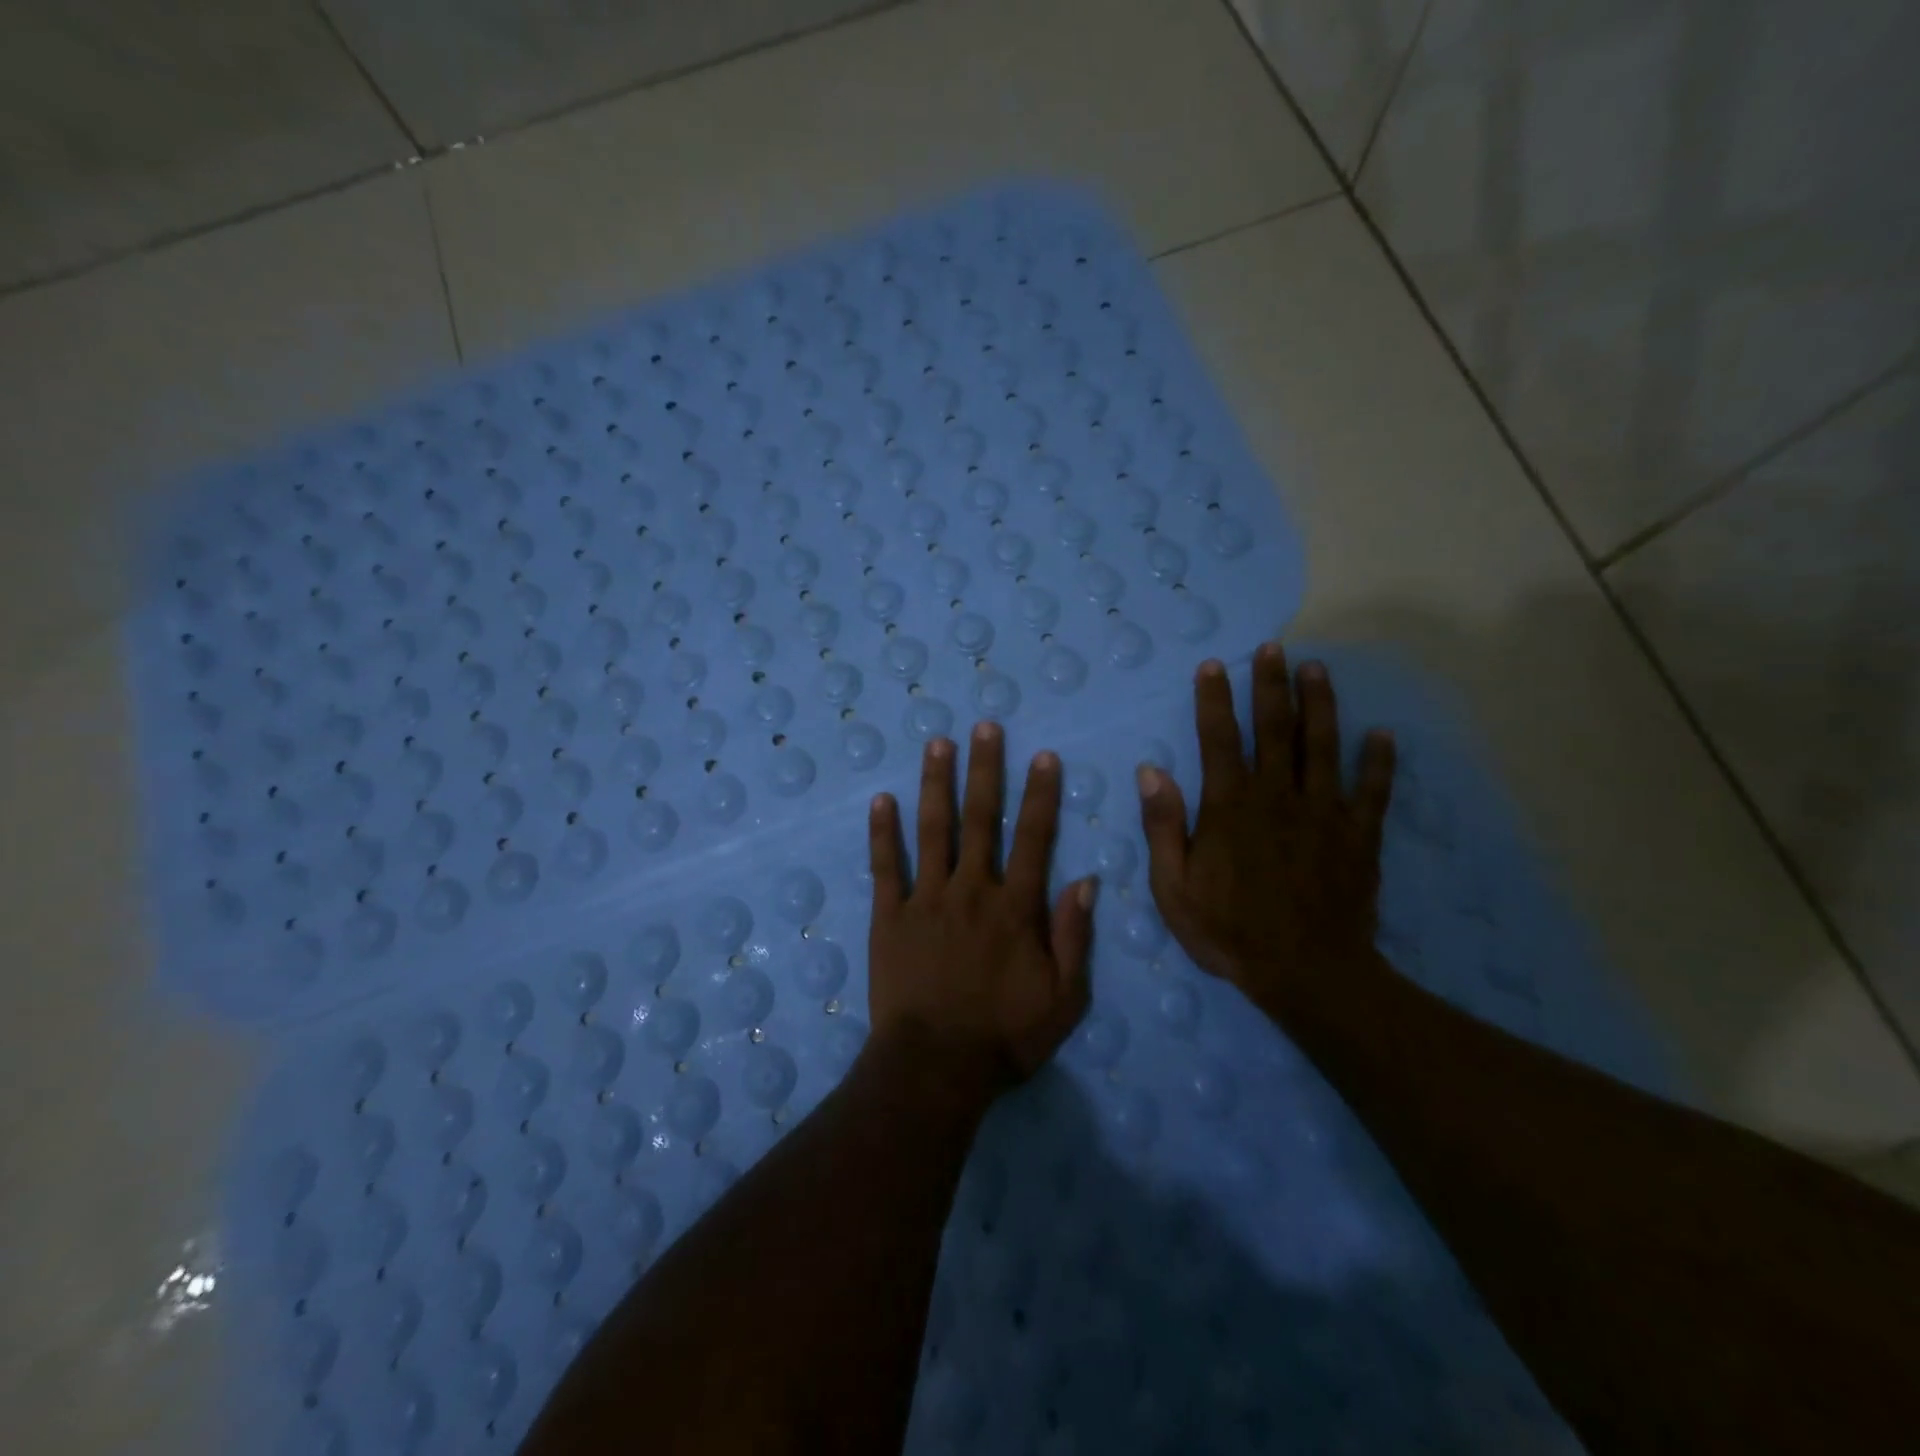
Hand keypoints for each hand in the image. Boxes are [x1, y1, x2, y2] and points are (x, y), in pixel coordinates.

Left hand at [867, 723, 1096, 1091]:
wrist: (936, 1067)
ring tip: (938, 744)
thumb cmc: (1005, 1036)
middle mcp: (972, 890)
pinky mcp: (889, 916)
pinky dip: (883, 832)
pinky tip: (882, 799)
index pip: (1033, 838)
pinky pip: (885, 867)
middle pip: (980, 819)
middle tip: (984, 727)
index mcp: (1015, 907)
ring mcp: (926, 899)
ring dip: (936, 784)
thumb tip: (1086, 880)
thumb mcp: (1064, 997)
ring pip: (932, 830)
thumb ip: (1074, 936)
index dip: (1040, 795)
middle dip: (985, 770)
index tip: (1043, 756)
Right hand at [1138, 645, 1395, 1022]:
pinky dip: (1379, 761)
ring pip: (1323, 746)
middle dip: (1271, 685)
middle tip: (1273, 648)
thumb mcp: (1174, 887)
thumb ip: (1163, 826)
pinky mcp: (1359, 836)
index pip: (1219, 739)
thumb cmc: (1229, 931)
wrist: (1306, 974)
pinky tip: (1383, 734)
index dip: (1215, 700)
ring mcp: (1324, 813)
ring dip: (1321, 704)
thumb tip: (1152, 771)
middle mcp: (1278, 796)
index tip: (1214, 666)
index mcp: (1231, 807)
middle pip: (1275, 729)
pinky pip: (1373, 790)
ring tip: (1318, 669)